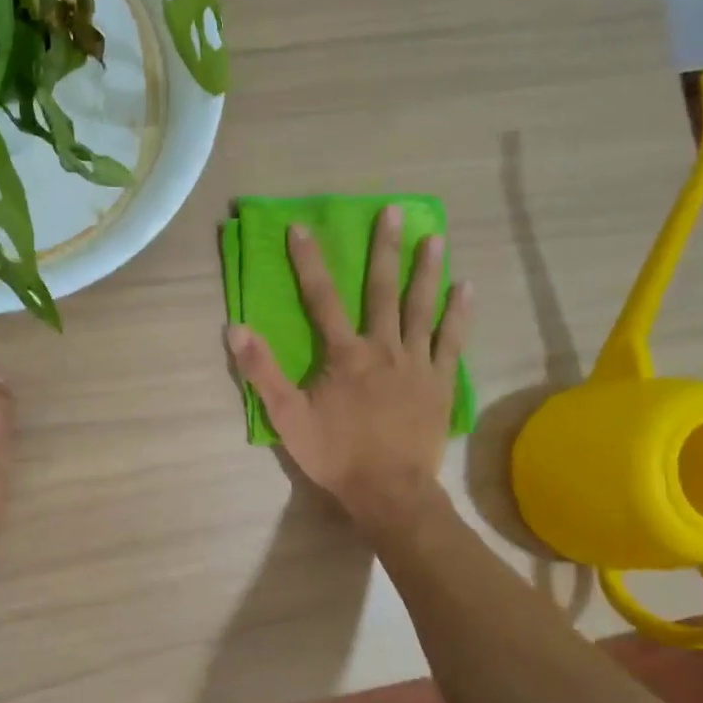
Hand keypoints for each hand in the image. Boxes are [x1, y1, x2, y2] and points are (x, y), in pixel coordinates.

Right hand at [226, 206, 471, 536]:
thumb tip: (235, 328)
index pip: (322, 298)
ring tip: (434, 236)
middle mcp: (383, 347)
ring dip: (427, 271)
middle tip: (392, 211)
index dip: (309, 262)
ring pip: (422, 308)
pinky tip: (467, 288)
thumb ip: (262, 371)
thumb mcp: (287, 417)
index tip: (302, 228)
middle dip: (384, 249)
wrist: (388, 490)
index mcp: (345, 354)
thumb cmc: (335, 454)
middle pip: (382, 290)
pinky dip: (459, 315)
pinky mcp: (440, 382)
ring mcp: (417, 363)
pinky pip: (452, 341)